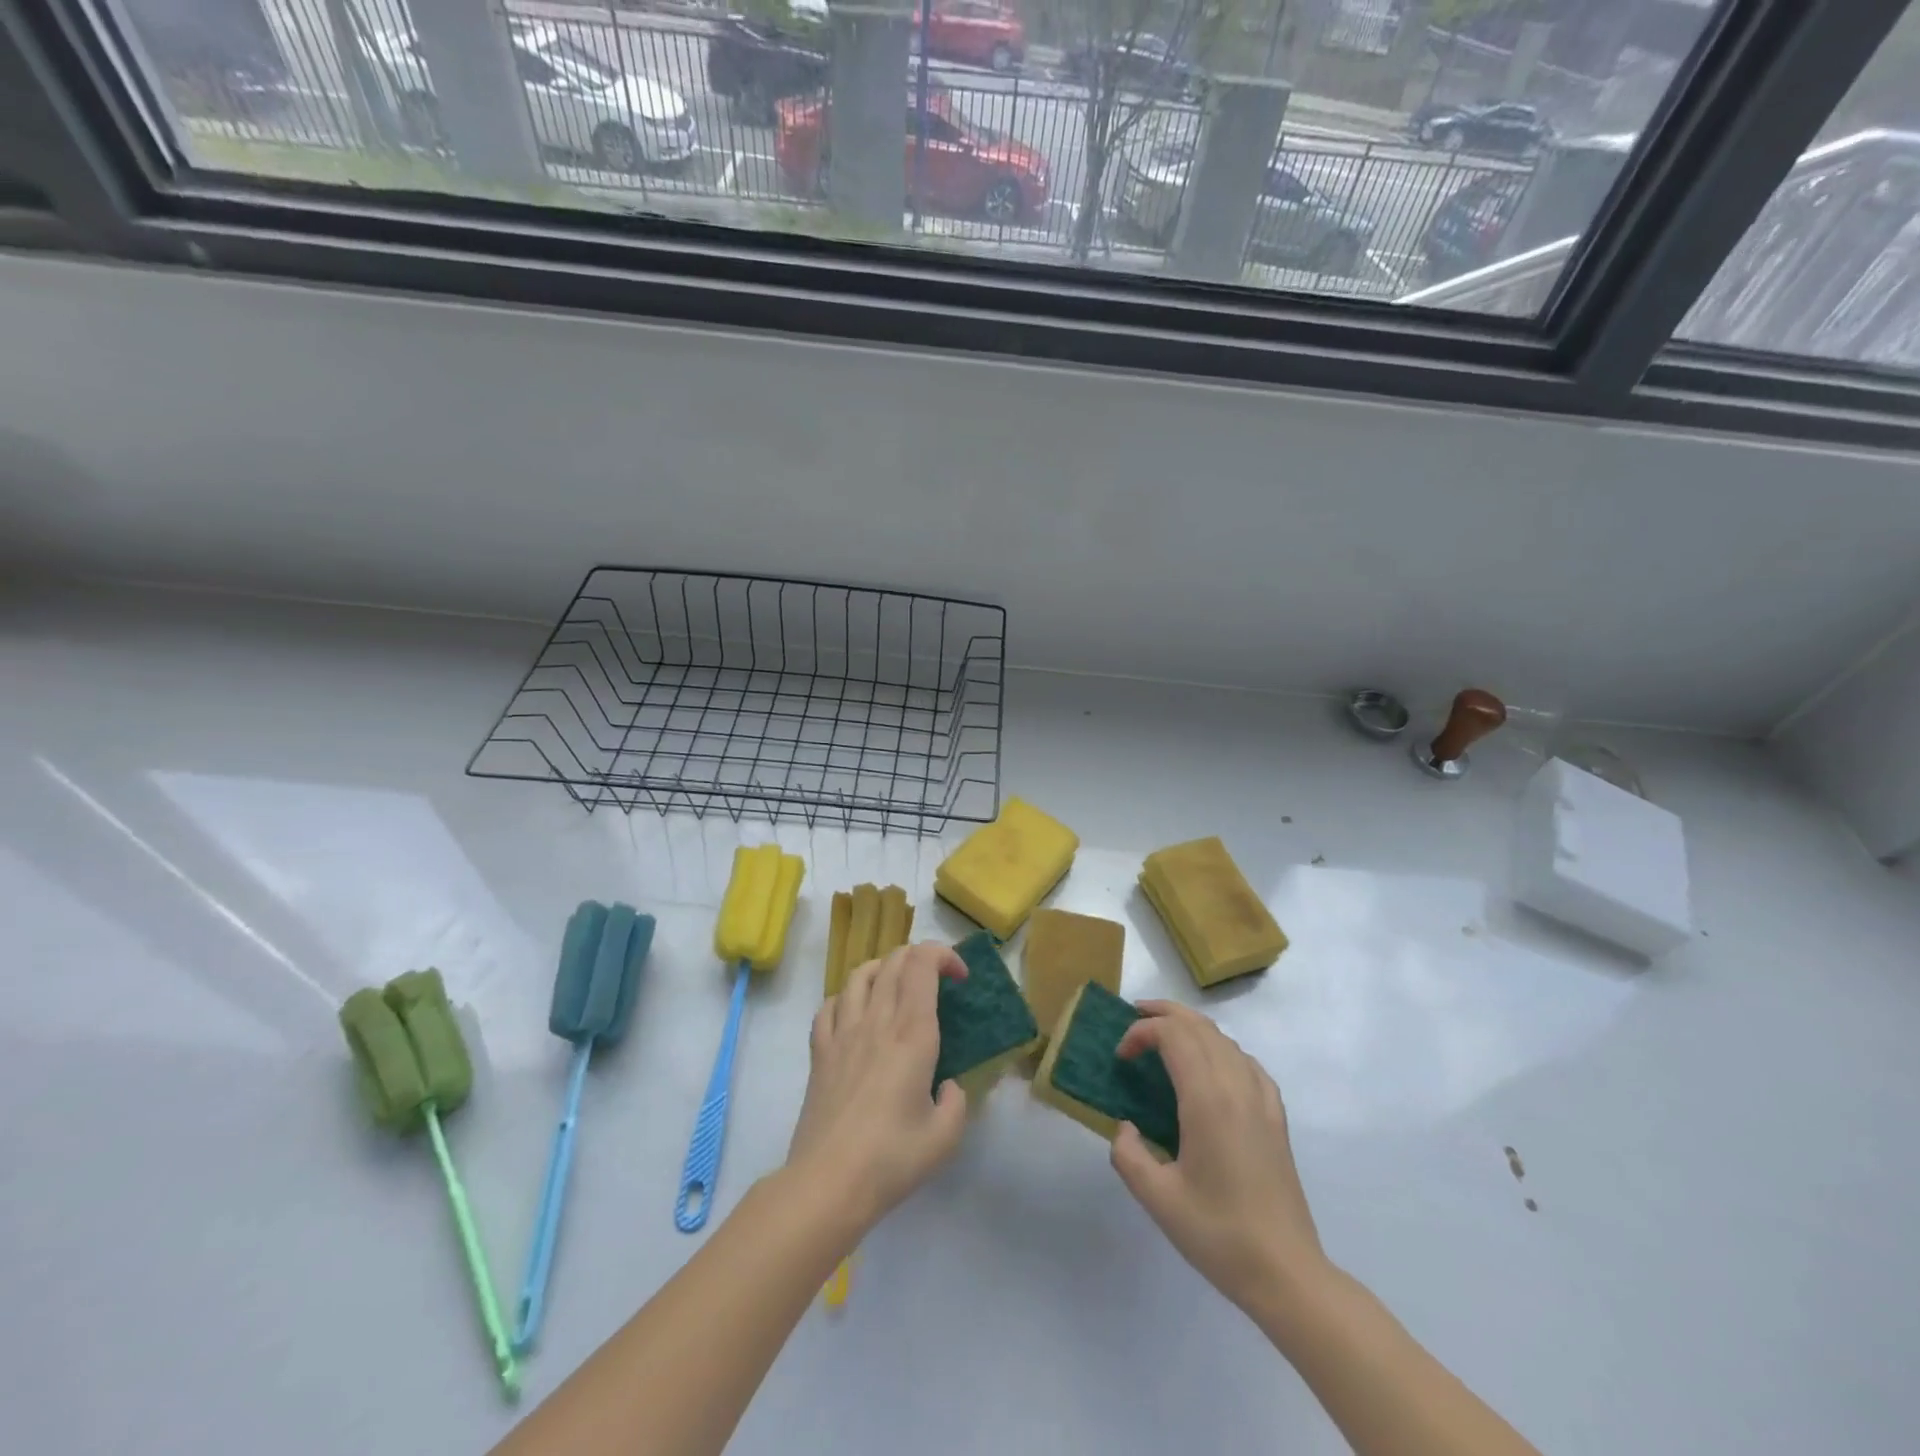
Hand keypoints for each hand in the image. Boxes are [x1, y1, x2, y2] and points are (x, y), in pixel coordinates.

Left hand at [785, 942, 969, 1233]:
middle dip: (920, 957)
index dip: (944, 956)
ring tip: (896, 986)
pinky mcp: (819, 1052)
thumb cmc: (892, 1159)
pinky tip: (856, 1014)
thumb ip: (957, 1102)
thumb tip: (948, 1086)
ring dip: (884, 968)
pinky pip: (829, 1005)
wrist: (828, 1183)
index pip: (923, 964)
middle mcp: (877, 1021)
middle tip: (936, 982)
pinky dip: (847, 997)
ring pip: (860, 974)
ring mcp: (843, 1033)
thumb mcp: (945, 1137)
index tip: (960, 977)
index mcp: (912, 1034)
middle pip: (894, 960)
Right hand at [1109, 1000, 1328, 1311]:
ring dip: (1191, 1027)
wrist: (1286, 1273)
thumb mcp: (1157, 1198)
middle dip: (1164, 1014)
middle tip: (1134, 1018)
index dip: (1141, 1033)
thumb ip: (1128, 1154)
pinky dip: (1220, 1048)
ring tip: (1164, 1036)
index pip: (1173, 1036)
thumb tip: (1126, 1127)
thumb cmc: (1218, 1234)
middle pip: (1199, 1026)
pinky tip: (1211, 1066)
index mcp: (1207, 1100)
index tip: (1121, 1056)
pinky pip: (1247, 1062)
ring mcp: (1262, 1100)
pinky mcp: (1276, 1117)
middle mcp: (1237, 1087)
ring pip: (1224, 1039)